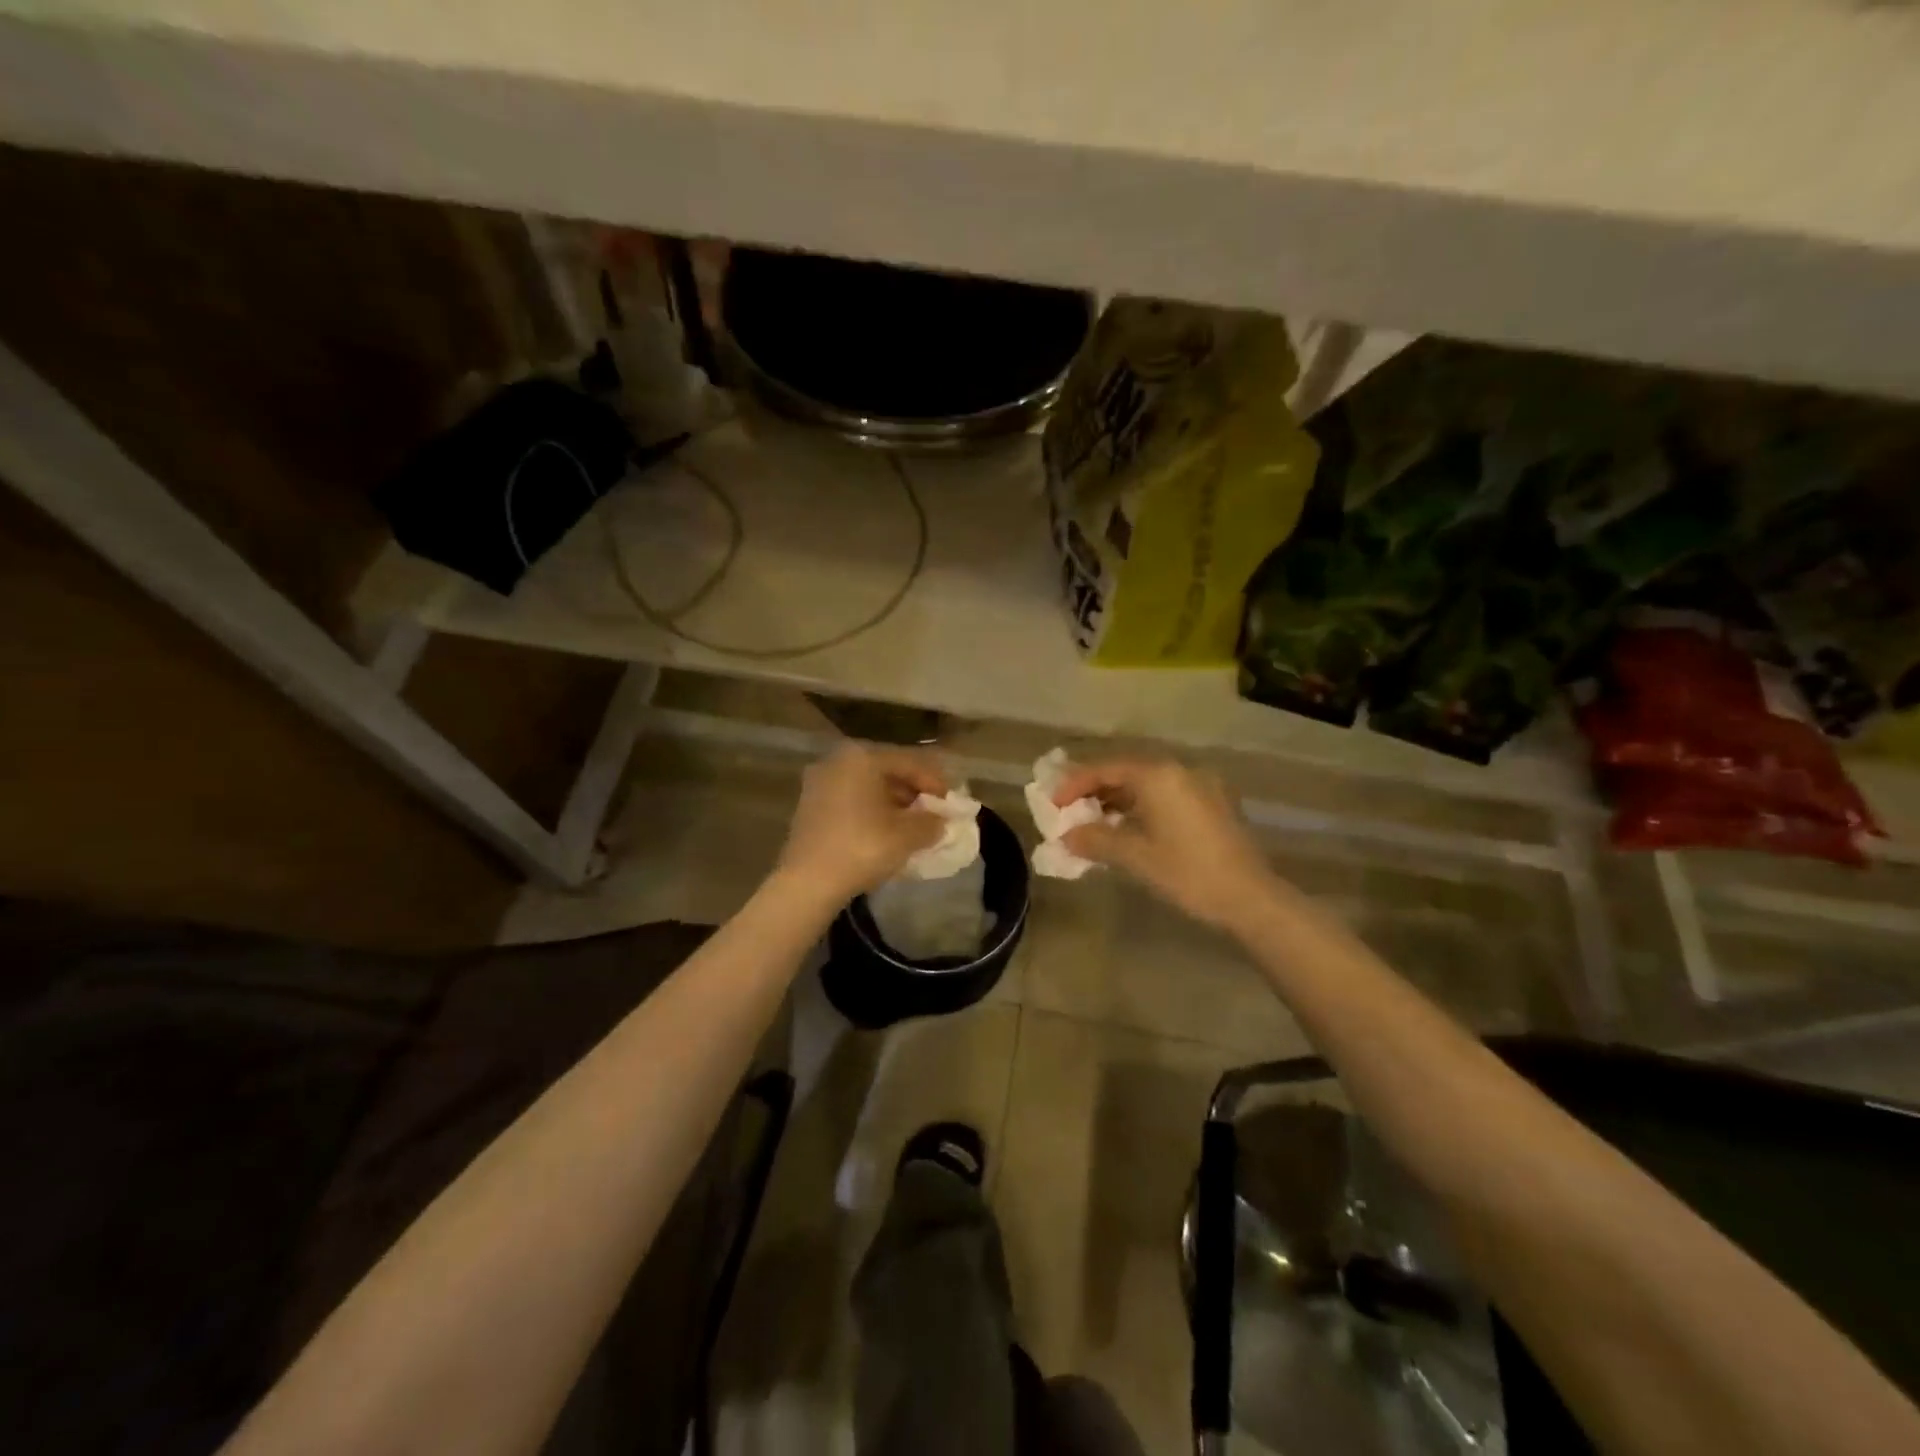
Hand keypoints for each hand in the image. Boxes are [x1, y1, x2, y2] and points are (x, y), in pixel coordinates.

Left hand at [775, 743, 948, 903]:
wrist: (807, 883)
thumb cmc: (862, 848)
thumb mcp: (907, 835)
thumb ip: (931, 822)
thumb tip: (940, 820)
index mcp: (862, 757)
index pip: (909, 761)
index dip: (935, 782)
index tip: (952, 803)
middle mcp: (838, 760)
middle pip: (887, 770)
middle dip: (913, 791)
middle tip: (933, 813)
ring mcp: (819, 782)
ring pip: (868, 785)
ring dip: (893, 802)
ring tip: (913, 825)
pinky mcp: (809, 805)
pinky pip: (851, 799)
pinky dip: (871, 810)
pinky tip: (885, 831)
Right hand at [1053, 759, 1277, 932]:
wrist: (1251, 899)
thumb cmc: (1188, 873)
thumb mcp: (1135, 857)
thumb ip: (1096, 840)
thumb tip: (1067, 835)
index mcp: (1159, 775)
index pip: (1106, 769)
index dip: (1075, 784)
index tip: (1053, 804)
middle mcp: (1181, 770)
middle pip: (1127, 771)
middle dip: (1096, 790)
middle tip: (1070, 811)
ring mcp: (1202, 785)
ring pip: (1149, 784)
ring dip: (1119, 799)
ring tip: (1096, 822)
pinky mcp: (1216, 803)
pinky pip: (1168, 795)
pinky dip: (1143, 806)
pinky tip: (1131, 828)